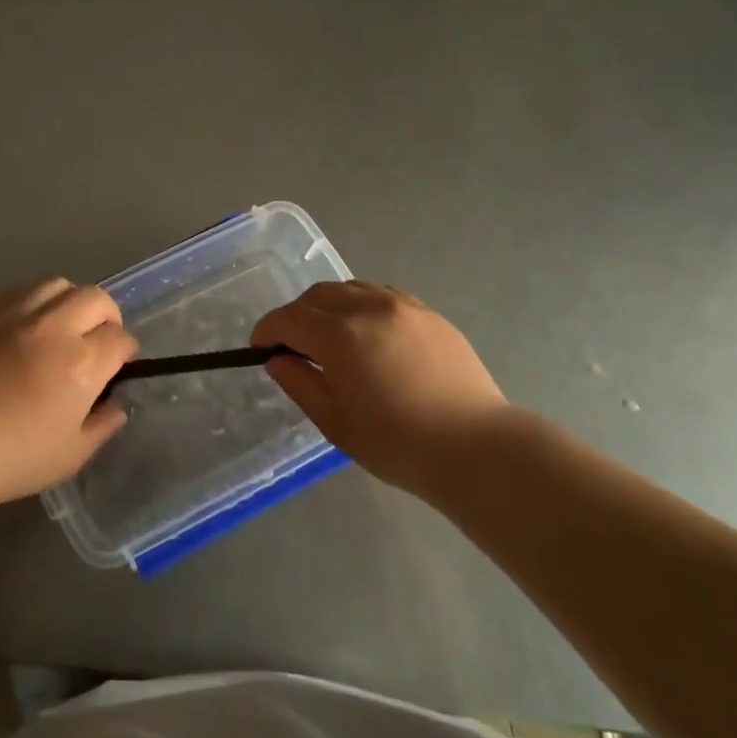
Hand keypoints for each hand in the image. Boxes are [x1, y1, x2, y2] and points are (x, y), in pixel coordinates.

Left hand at [0, 280, 137, 508]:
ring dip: (72, 303)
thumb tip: (116, 405)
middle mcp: (55, 329)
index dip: (126, 353)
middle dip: (108, 318)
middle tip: (99, 342)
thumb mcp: (73, 454)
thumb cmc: (15, 458)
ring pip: (60, 285)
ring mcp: (19, 316)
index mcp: (82, 363)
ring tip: (65, 327)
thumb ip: (103, 425)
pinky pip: (24, 289)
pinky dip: (38, 300)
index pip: (120, 339)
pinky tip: (32, 324)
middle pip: (97, 299)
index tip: (119, 367)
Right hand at [252, 281, 506, 496]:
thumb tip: (278, 359)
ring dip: (329, 307)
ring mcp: (403, 306)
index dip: (267, 330)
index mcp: (340, 335)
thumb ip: (300, 383)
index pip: (288, 318)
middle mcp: (368, 307)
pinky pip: (382, 296)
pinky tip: (368, 335)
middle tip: (294, 347)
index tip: (260, 348)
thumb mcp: (335, 422)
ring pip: (350, 289)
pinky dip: (362, 306)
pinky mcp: (429, 314)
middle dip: (297, 316)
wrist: (475, 448)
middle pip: (317, 296)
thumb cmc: (397, 443)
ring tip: (331, 339)